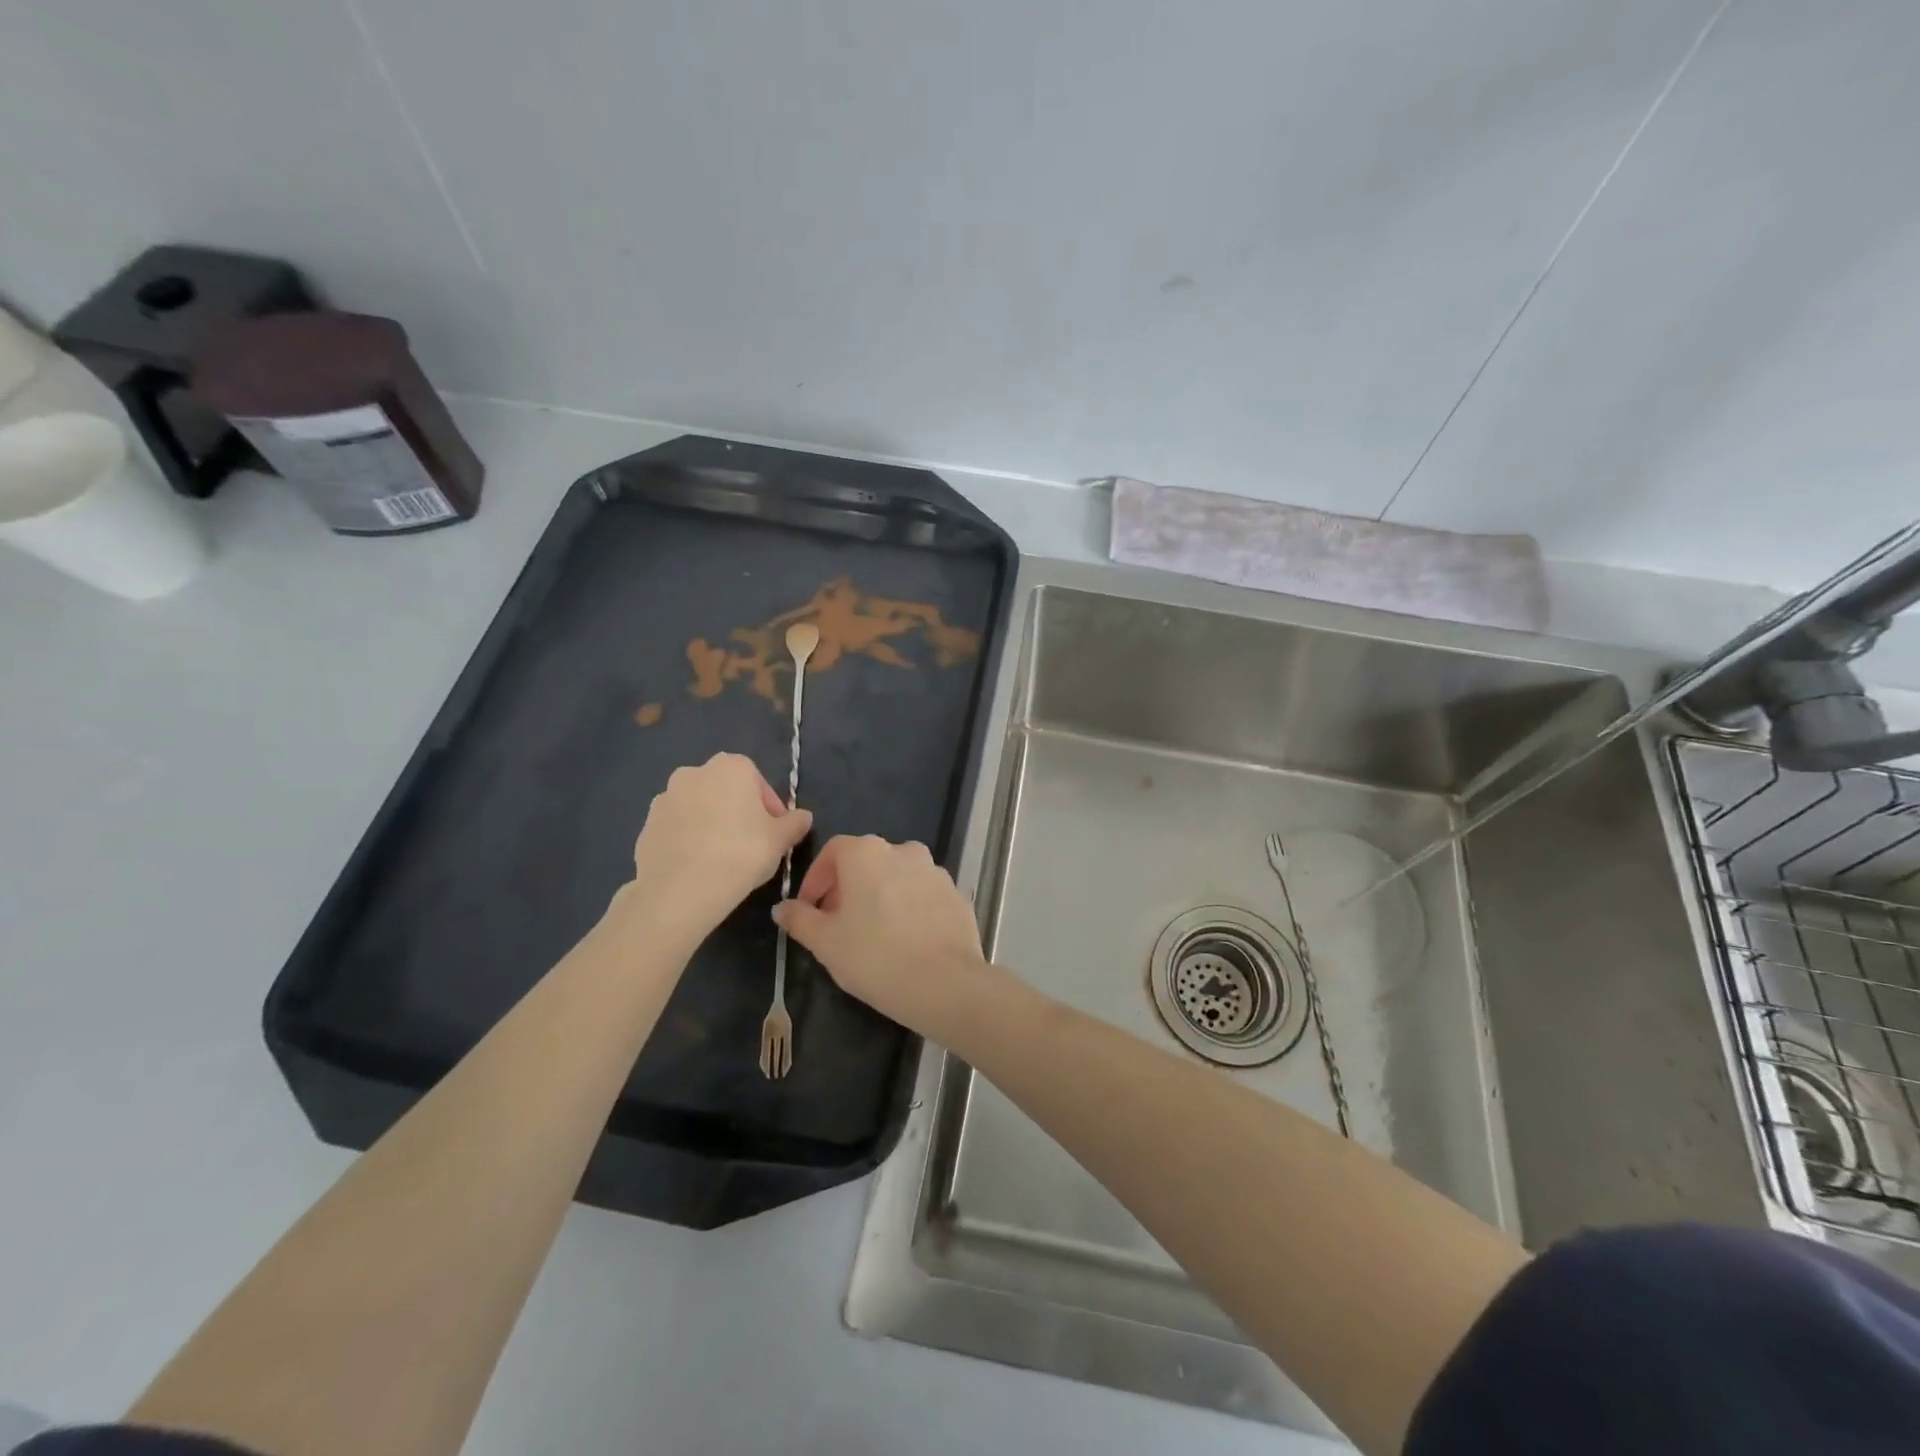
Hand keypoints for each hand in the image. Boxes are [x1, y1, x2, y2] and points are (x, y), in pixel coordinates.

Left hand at [626, 753, 811, 940]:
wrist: (681, 890)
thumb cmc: (741, 854)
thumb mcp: (781, 840)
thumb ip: (795, 823)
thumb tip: (803, 817)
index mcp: (730, 767)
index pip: (757, 780)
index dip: (769, 807)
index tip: (773, 832)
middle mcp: (694, 772)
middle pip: (725, 790)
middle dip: (737, 811)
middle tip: (750, 843)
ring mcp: (665, 798)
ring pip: (698, 808)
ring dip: (710, 824)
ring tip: (722, 858)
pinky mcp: (646, 826)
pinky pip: (676, 829)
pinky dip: (688, 840)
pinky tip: (698, 867)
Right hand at [773, 835, 989, 1035]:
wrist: (944, 982)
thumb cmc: (874, 957)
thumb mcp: (825, 942)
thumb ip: (800, 919)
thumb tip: (782, 908)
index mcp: (867, 853)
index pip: (833, 851)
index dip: (816, 878)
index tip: (810, 909)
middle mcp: (903, 850)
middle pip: (866, 862)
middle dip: (848, 888)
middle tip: (838, 925)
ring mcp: (934, 870)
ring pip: (897, 877)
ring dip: (881, 896)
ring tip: (874, 934)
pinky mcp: (956, 893)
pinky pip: (923, 895)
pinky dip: (910, 908)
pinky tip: (906, 940)